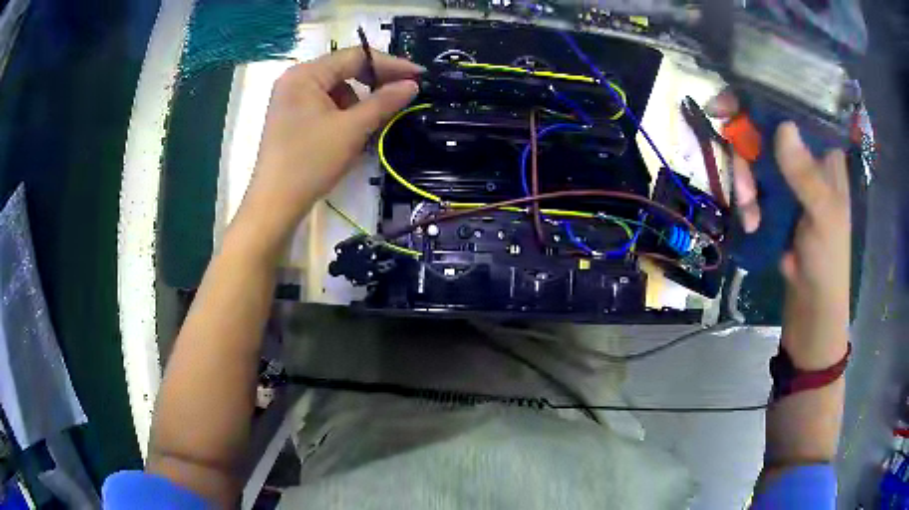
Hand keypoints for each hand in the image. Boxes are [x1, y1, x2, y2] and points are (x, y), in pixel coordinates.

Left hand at [237, 47, 421, 244]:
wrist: (275, 204)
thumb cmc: (311, 161)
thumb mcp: (352, 129)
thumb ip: (384, 101)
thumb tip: (412, 84)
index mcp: (306, 74)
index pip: (355, 57)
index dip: (390, 64)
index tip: (419, 75)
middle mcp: (295, 79)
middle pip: (344, 70)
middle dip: (374, 83)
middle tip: (404, 94)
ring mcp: (290, 98)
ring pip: (336, 89)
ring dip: (358, 102)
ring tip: (371, 123)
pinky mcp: (290, 117)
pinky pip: (324, 104)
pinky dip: (343, 113)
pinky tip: (351, 132)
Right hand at [707, 92, 850, 367]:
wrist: (811, 300)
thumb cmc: (828, 257)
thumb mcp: (824, 216)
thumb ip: (807, 176)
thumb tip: (783, 127)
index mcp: (822, 152)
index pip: (791, 109)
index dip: (762, 99)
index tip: (730, 103)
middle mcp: (802, 155)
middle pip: (764, 129)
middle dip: (747, 150)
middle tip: (738, 170)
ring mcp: (786, 176)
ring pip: (752, 156)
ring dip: (744, 182)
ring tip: (751, 210)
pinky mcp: (772, 196)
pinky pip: (749, 183)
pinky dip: (745, 201)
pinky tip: (751, 222)